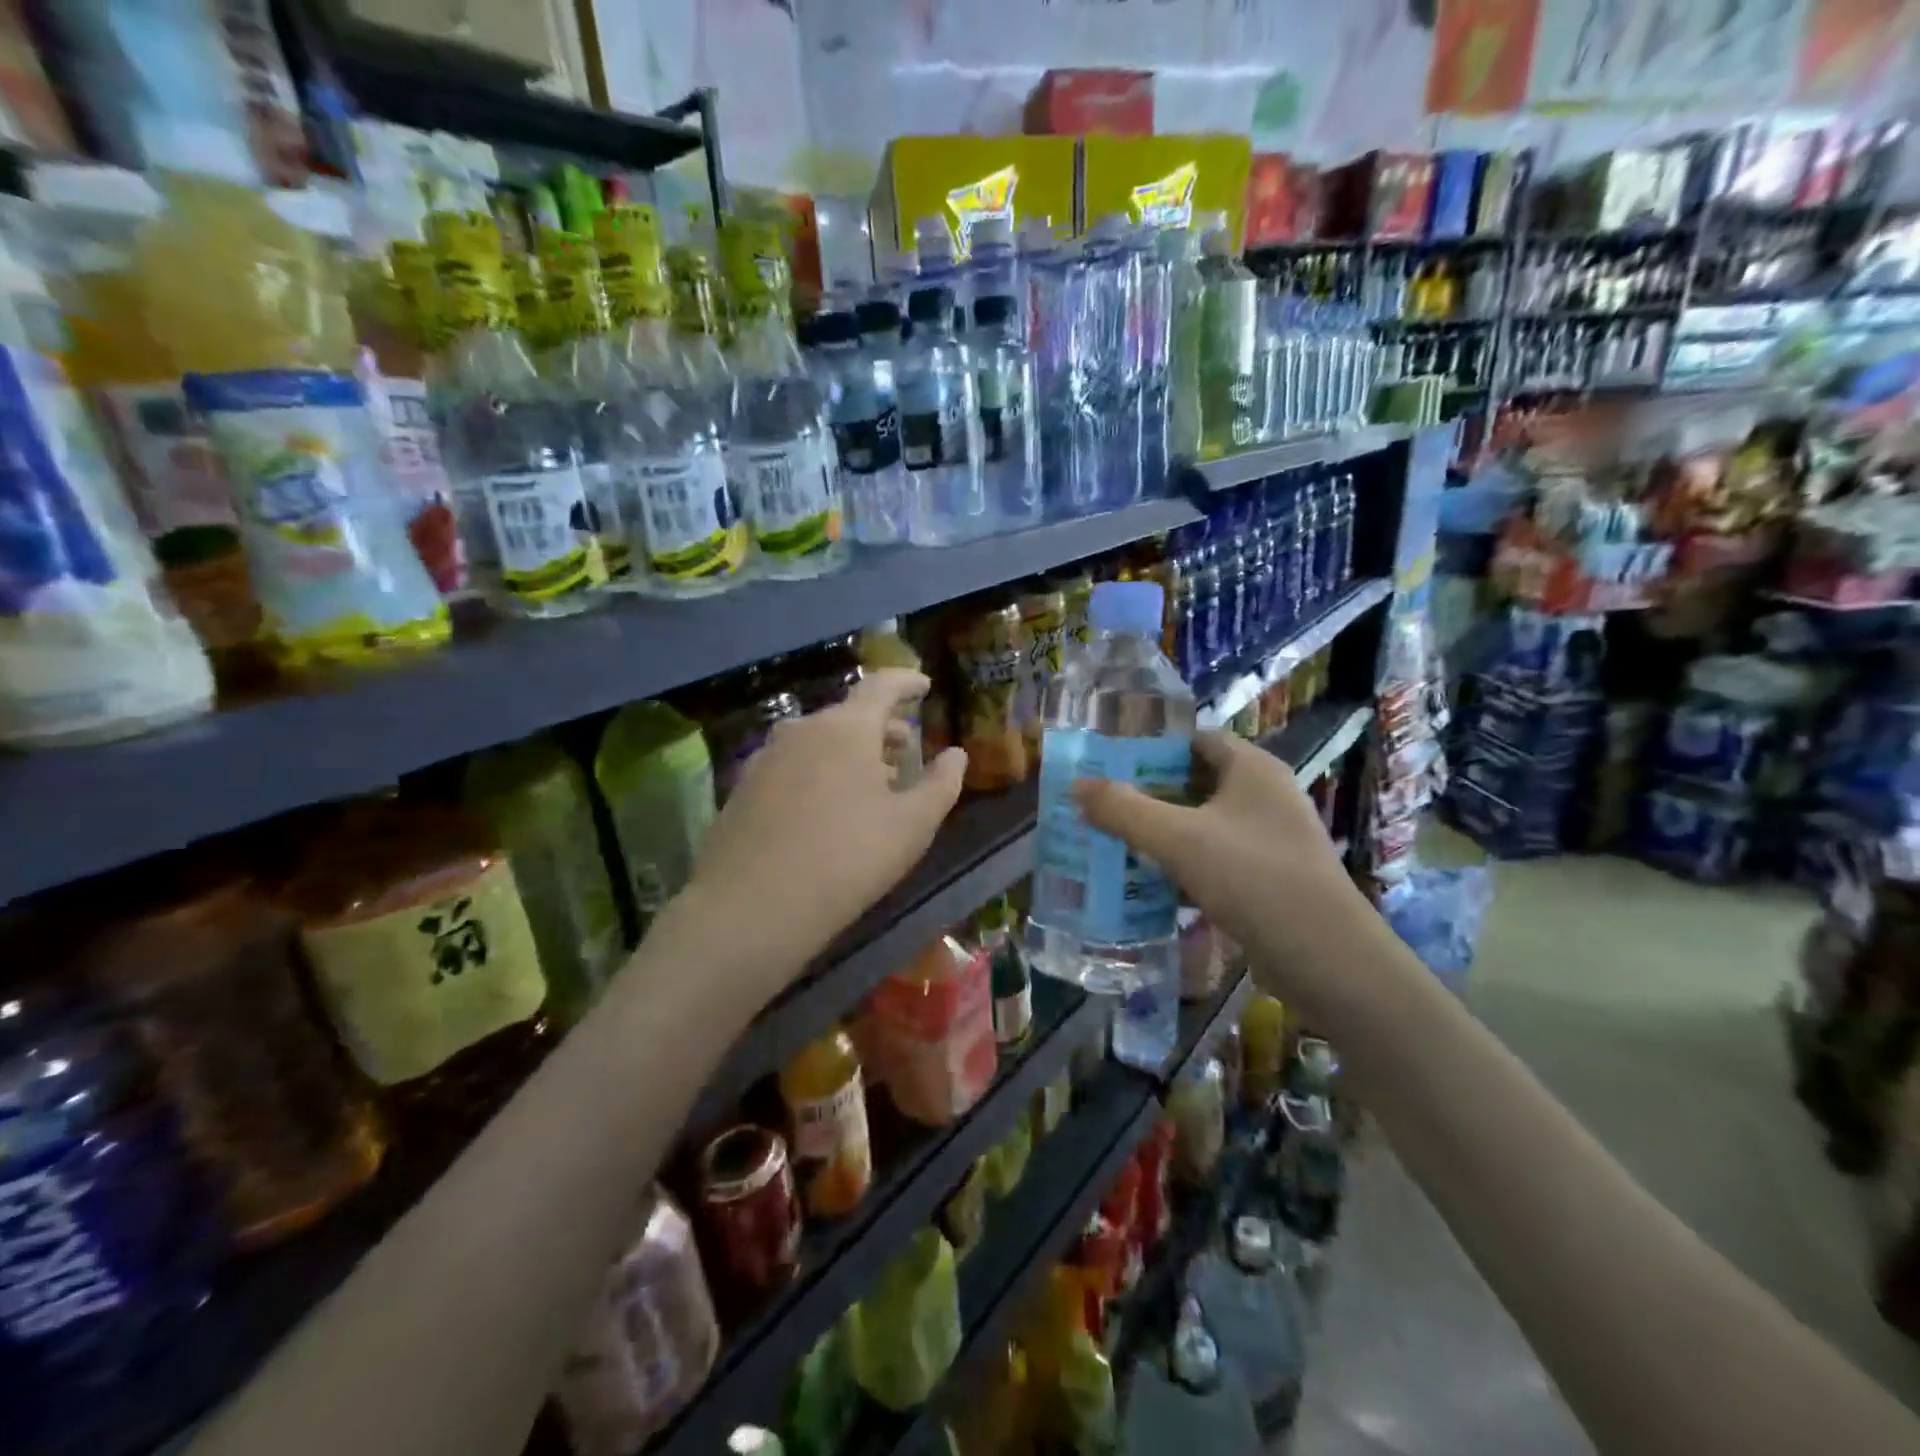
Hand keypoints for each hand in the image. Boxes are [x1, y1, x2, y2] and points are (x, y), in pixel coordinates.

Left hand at [683, 669, 966, 991]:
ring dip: (850, 750)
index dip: (907, 683)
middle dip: (882, 726)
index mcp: (846, 728)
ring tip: (871, 780)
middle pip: (849, 714)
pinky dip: (820, 770)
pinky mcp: (743, 788)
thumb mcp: (912, 826)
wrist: (750, 907)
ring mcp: (766, 757)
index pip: (882, 686)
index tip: (925, 686)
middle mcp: (802, 730)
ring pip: (819, 740)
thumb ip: (941, 784)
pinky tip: (826, 807)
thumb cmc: (847, 859)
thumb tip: (956, 754)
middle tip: (905, 747)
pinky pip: (794, 764)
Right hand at [1074, 730, 1386, 1027]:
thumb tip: (1076, 786)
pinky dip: (1181, 862)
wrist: (1327, 959)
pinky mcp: (1267, 876)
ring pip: (1202, 822)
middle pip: (1195, 779)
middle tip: (1100, 802)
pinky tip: (1146, 879)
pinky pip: (1214, 856)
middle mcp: (1265, 794)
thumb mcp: (1178, 839)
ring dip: (1161, 829)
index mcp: (1253, 768)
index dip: (1151, 745)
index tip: (1107, 761)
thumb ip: (1123, 809)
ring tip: (1111, 838)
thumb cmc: (1253, 878)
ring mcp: (1269, 837)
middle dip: (1148, 791)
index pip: (1195, 738)